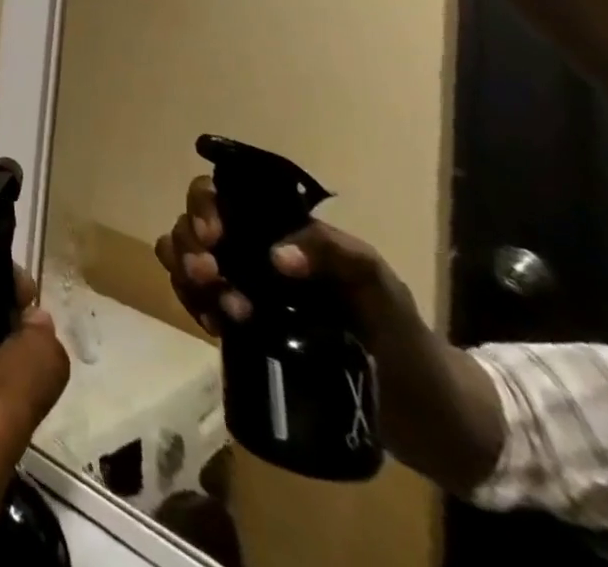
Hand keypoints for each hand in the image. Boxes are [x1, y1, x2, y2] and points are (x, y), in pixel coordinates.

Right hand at [155, 175, 505, 492]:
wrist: (421, 411)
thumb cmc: (399, 330)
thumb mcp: (374, 278)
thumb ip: (330, 249)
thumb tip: (274, 256)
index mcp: (276, 228)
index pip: (221, 196)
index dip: (204, 207)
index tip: (214, 236)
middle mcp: (250, 250)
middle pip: (193, 225)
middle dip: (188, 244)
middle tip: (209, 274)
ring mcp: (242, 288)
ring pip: (186, 260)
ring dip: (186, 275)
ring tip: (218, 308)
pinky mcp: (239, 328)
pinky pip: (196, 300)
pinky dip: (192, 304)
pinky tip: (213, 325)